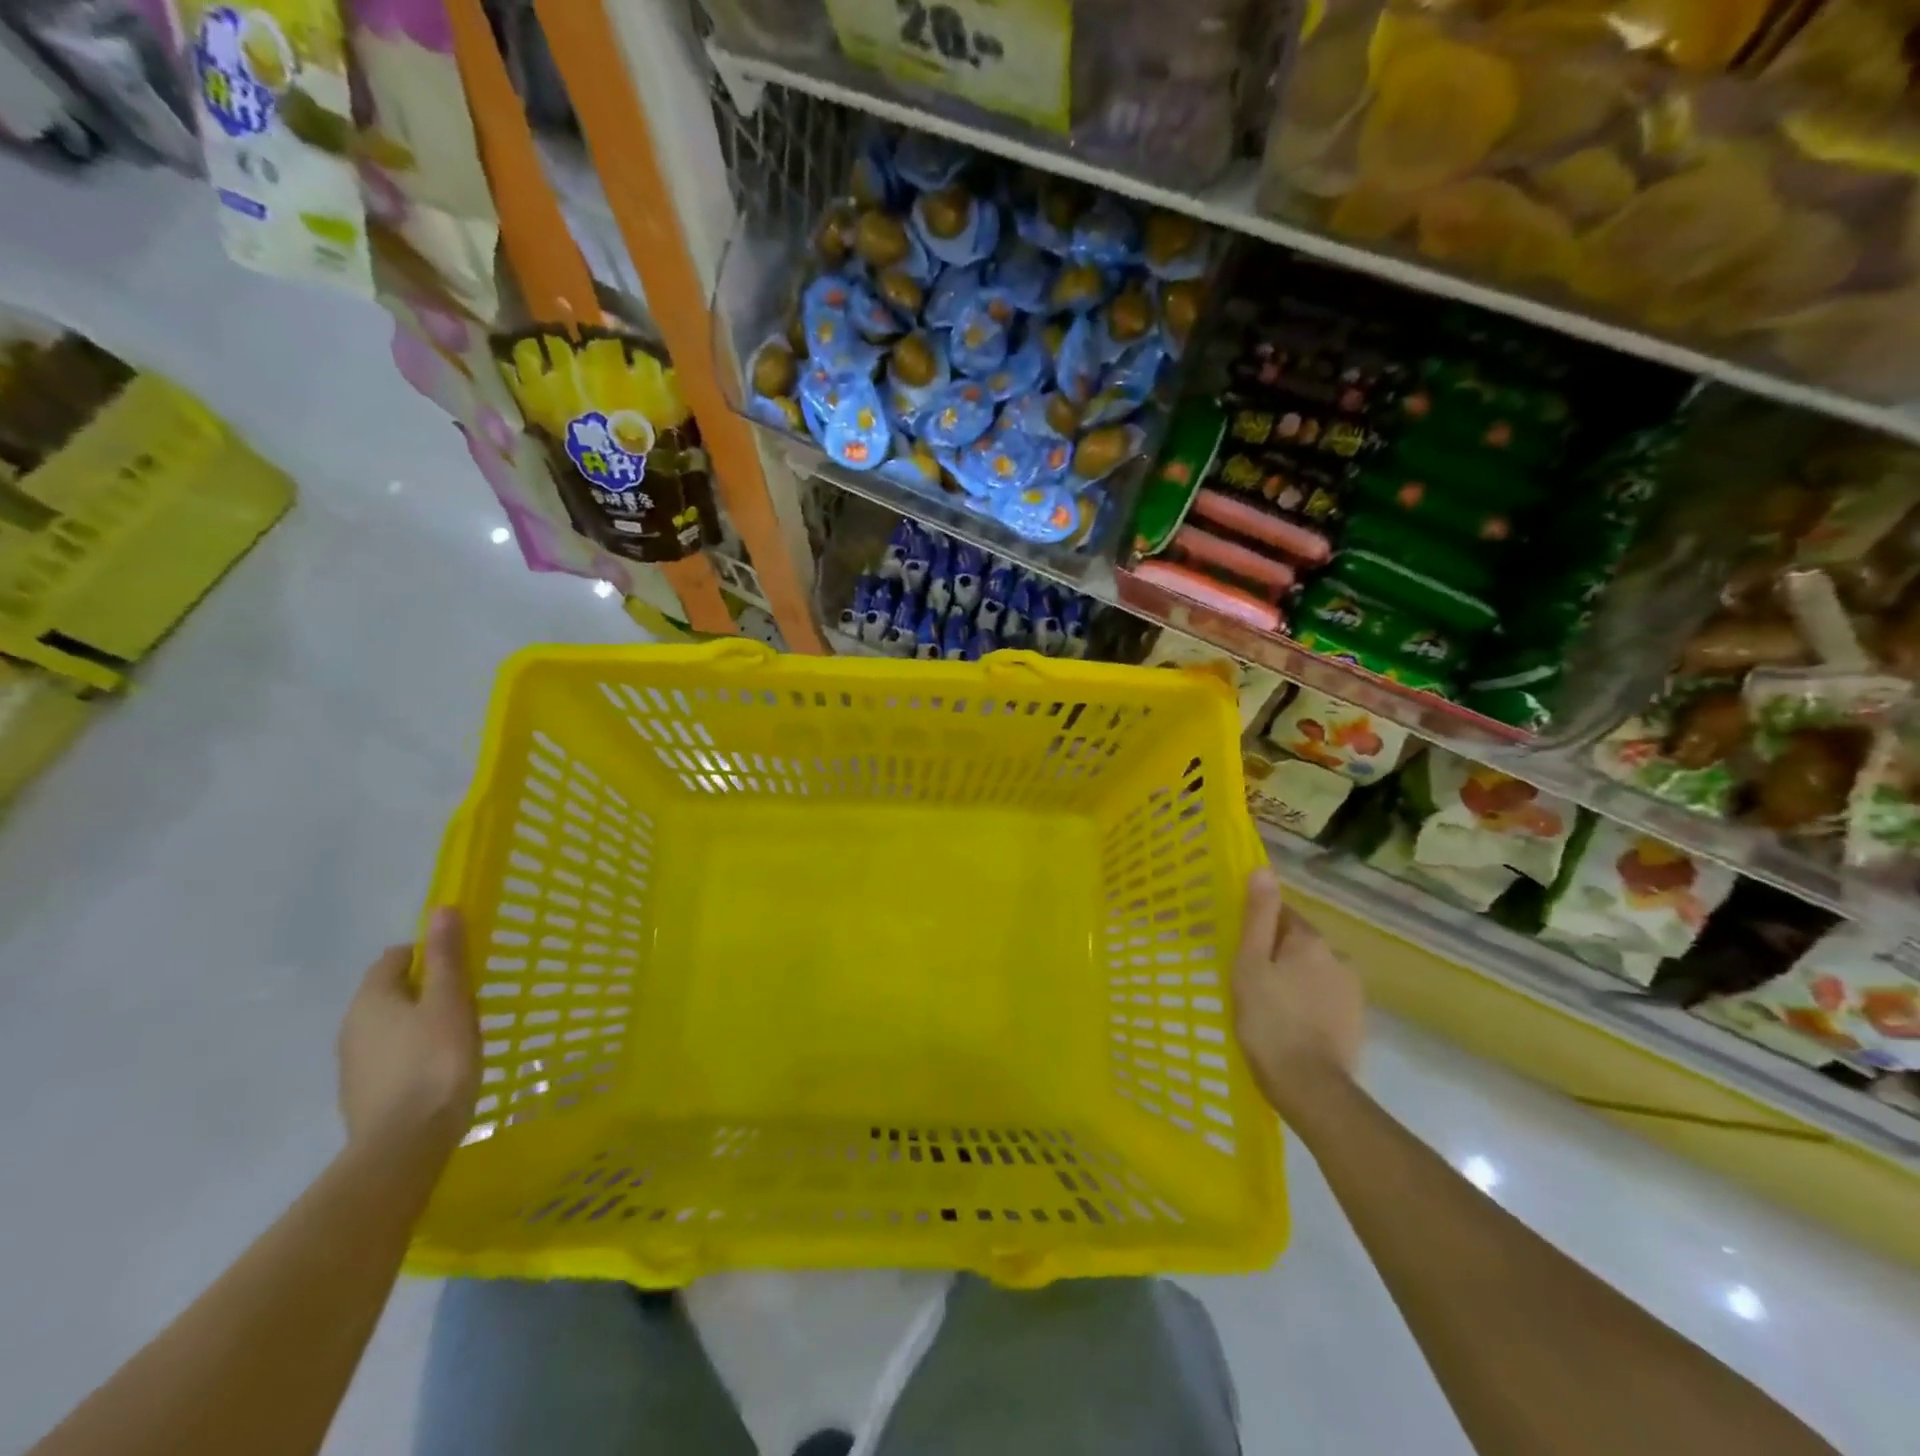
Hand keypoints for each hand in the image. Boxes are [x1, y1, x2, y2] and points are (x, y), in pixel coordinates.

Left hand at [337, 908, 480, 1165]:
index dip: (428, 953)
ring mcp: (353, 1065)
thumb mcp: (450, 1002)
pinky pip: (390, 1058)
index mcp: (371, 999)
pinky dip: (413, 1053)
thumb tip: (440, 909)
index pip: (395, 958)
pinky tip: (439, 1069)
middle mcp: (351, 1027)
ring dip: (419, 1023)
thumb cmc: (435, 1062)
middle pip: (390, 992)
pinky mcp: (363, 1095)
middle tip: (467, 998)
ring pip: (390, 1026)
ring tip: (458, 1034)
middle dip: (425, 989)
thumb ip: (447, 956)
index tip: (462, 965)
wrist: (404, 1146)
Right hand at [1233, 867, 1363, 1115]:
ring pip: (1312, 971)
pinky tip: (1288, 1023)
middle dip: (1275, 954)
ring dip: (1292, 978)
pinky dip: (1306, 1003)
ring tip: (1267, 1005)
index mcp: (1310, 940)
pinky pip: (1323, 997)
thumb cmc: (1269, 1020)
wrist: (1311, 1088)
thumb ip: (1258, 916)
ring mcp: (1352, 991)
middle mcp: (1338, 957)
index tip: (1238, 946)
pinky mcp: (1355, 1021)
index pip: (1281, 914)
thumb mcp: (1250, 964)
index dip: (1257, 926)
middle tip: (1247, 979)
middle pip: (1298, 942)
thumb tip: (1263, 870)